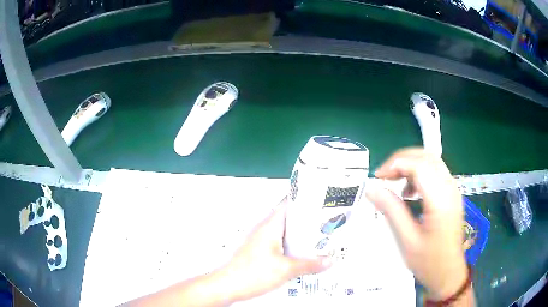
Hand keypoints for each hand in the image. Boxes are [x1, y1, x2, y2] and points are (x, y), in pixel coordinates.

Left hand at [220, 197, 331, 301]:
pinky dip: (291, 247)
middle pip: (289, 219)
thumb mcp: (286, 270)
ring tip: (317, 241)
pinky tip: (300, 257)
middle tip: (325, 225)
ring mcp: (260, 241)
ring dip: (299, 237)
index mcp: (270, 226)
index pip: (289, 203)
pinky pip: (279, 245)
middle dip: (307, 222)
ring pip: (285, 233)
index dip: (305, 200)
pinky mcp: (259, 252)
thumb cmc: (249, 274)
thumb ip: (310, 264)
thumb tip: (327, 261)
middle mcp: (264, 230)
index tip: (321, 201)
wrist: (227, 286)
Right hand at [366, 148, 467, 299]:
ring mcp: (453, 190)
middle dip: (402, 160)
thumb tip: (372, 189)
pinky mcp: (452, 195)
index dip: (396, 164)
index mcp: (440, 201)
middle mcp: (450, 189)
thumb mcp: (407, 240)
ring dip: (411, 165)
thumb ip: (392, 211)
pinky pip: (435, 172)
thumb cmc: (429, 262)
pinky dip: (419, 173)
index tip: (378, 177)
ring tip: (395, 183)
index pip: (419, 166)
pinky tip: (410, 192)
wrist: (449, 274)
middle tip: (384, 176)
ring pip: (432, 161)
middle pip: (427, 157)